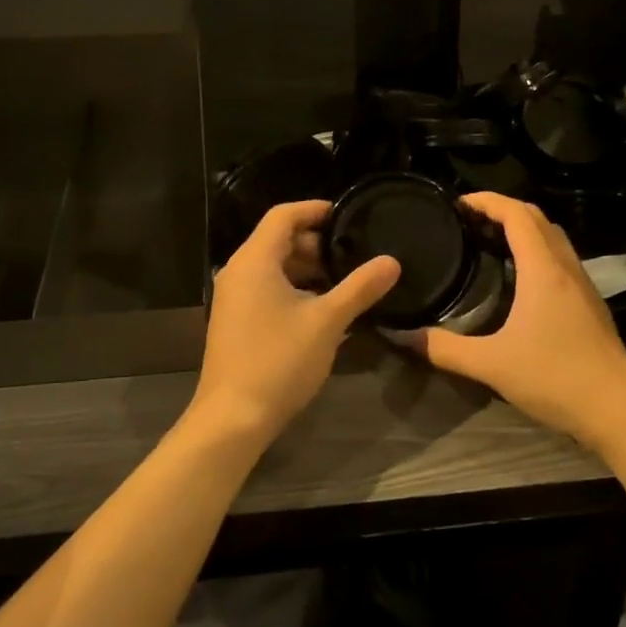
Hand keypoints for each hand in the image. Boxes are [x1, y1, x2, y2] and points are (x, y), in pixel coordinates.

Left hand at [190, 200, 400, 445]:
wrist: (233, 417)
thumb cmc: (279, 360)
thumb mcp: (327, 321)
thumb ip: (360, 288)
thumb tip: (392, 261)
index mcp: (254, 260)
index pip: (283, 215)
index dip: (315, 209)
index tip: (346, 214)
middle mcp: (238, 272)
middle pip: (277, 241)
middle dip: (315, 244)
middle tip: (352, 254)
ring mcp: (233, 298)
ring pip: (273, 268)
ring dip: (307, 270)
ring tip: (344, 282)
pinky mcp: (234, 321)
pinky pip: (266, 290)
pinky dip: (293, 289)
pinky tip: (322, 310)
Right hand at [408, 192, 625, 444]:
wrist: (618, 408)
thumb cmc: (555, 377)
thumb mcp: (492, 365)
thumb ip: (446, 349)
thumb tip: (406, 337)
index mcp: (542, 269)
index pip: (516, 213)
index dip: (487, 200)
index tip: (459, 203)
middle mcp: (565, 266)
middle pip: (536, 218)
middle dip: (502, 209)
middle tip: (469, 221)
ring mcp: (582, 284)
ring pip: (553, 237)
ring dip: (523, 229)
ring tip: (490, 242)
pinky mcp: (590, 303)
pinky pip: (560, 258)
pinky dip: (537, 250)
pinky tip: (519, 278)